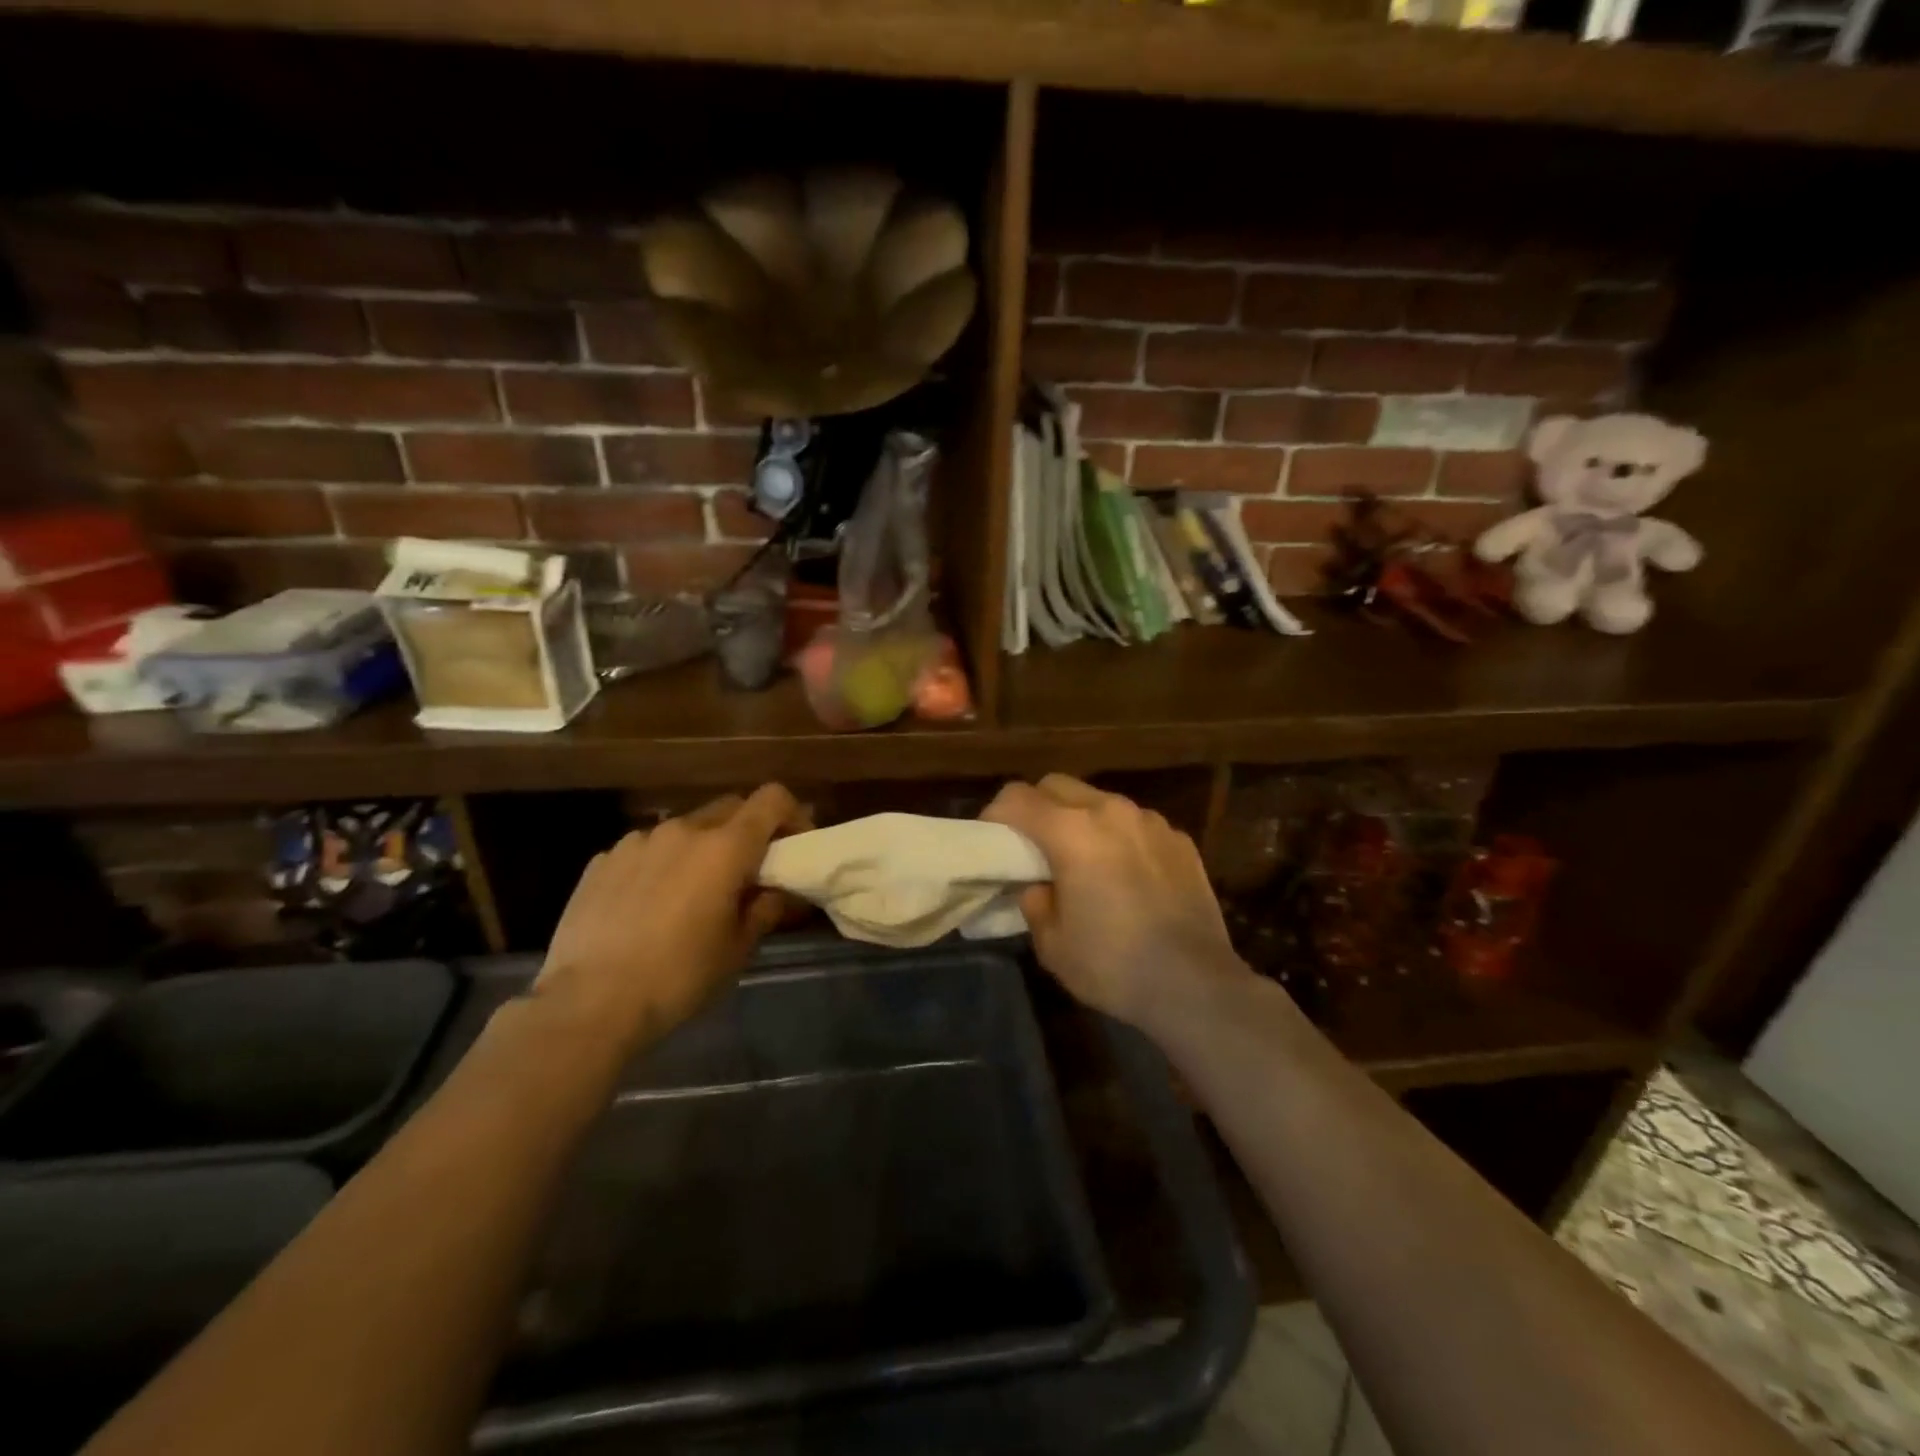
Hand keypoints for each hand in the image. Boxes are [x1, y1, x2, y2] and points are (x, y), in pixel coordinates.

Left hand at [537, 784, 805, 1045]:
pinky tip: (647, 906)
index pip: (772, 799)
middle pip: (730, 807)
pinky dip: (660, 865)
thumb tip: (775, 890)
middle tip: (746, 872)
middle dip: (747, 831)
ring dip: (700, 849)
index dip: (791, 814)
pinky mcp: (602, 860)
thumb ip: (765, 908)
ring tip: (691, 893)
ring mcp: (637, 841)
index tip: (792, 847)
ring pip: (685, 829)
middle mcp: (683, 830)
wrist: (588, 1003)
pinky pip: (646, 850)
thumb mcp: (738, 949)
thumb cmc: (678, 977)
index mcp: (725, 848)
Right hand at [981, 775, 1249, 1033]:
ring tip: (1085, 860)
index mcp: (1071, 832)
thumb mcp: (1052, 944)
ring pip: (1099, 800)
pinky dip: (1119, 837)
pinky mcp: (1179, 839)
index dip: (996, 815)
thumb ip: (1035, 903)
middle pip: (1057, 785)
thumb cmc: (1113, 965)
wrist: (1195, 984)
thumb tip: (1040, 886)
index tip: (993, 840)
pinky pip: (1135, 823)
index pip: (1016, 797)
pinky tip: (1127, 876)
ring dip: (1080, 819)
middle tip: (1033, 846)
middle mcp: (1110, 811)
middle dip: (1036, 807)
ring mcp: (1150, 821)